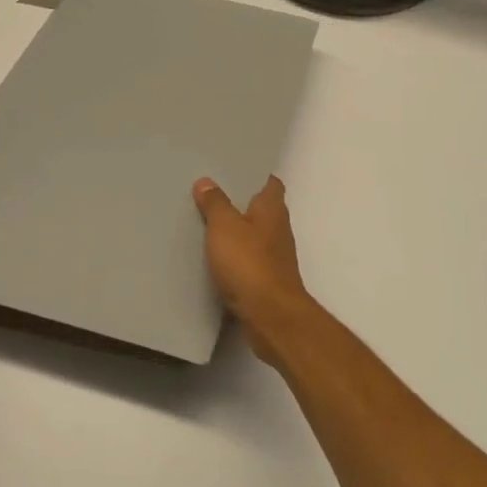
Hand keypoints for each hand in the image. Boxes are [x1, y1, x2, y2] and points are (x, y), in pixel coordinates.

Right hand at [192, 175, 313, 356]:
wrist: (270, 315)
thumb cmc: (249, 263)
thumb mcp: (224, 227)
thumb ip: (215, 204)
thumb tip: (207, 181)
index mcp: (273, 210)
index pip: (271, 184)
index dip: (256, 176)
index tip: (235, 171)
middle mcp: (279, 229)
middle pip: (263, 210)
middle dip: (242, 204)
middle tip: (213, 196)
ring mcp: (276, 257)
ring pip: (256, 236)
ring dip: (238, 232)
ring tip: (209, 225)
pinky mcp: (268, 280)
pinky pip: (250, 260)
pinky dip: (237, 257)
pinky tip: (216, 259)